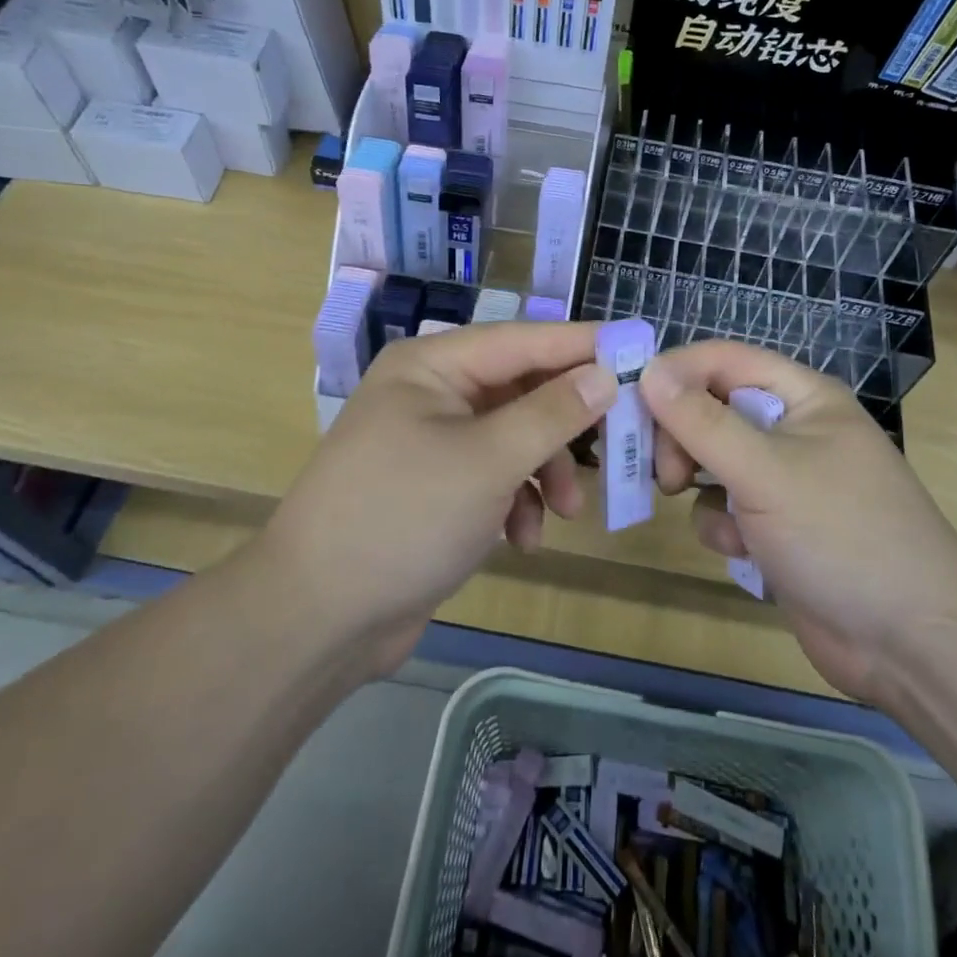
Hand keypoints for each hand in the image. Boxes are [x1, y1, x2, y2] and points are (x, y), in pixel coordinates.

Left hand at [265, 322, 616, 674]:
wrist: (317, 616)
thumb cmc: (404, 517)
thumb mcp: (488, 460)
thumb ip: (552, 413)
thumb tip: (605, 373)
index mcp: (432, 365)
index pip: (523, 339)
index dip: (583, 344)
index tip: (640, 348)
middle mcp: (431, 392)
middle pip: (521, 390)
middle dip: (565, 426)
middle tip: (618, 444)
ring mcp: (430, 440)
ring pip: (514, 437)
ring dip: (545, 471)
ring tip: (566, 512)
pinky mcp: (435, 487)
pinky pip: (493, 475)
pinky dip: (516, 500)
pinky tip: (521, 539)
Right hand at [641, 340, 956, 704]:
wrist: (911, 644)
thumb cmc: (843, 536)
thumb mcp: (766, 472)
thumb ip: (703, 421)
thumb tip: (649, 370)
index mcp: (802, 397)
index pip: (723, 360)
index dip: (675, 373)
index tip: (629, 403)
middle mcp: (792, 430)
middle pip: (712, 409)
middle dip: (681, 437)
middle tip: (665, 472)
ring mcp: (786, 482)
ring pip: (712, 461)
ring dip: (698, 483)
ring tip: (697, 506)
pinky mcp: (777, 530)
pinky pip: (726, 508)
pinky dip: (723, 526)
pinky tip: (743, 552)